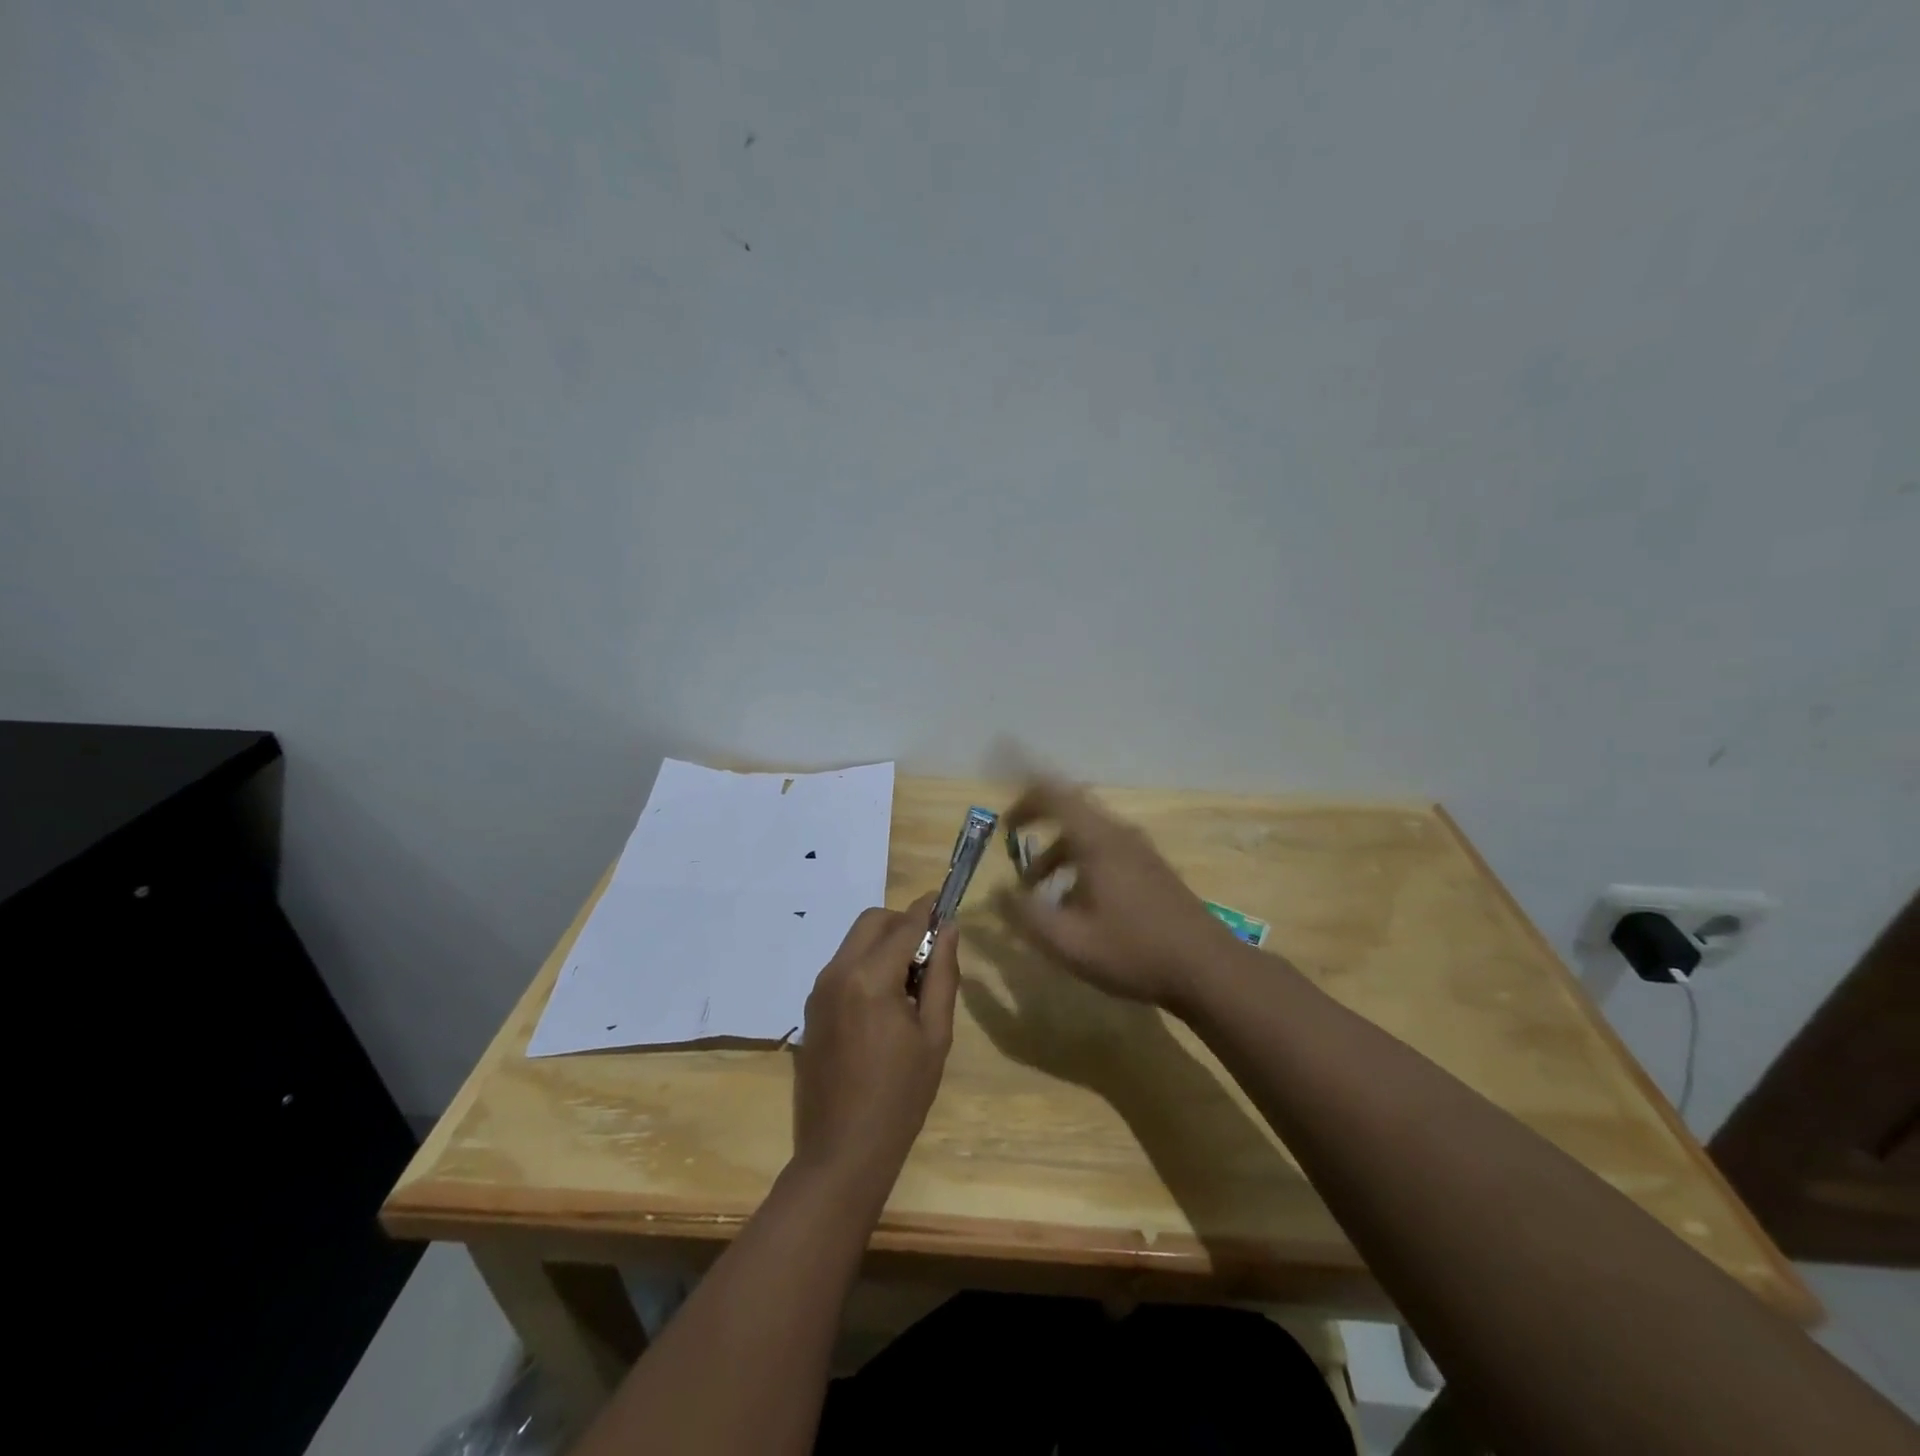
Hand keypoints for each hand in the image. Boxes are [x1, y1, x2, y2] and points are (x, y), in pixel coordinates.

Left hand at [791, 892, 958, 1208]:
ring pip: (854, 941)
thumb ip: (943, 975)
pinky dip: (866, 964)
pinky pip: (842, 966)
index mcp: (870, 978)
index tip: (945, 901)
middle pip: (872, 921)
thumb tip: (949, 929)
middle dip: (902, 923)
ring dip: (883, 944)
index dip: (927, 910)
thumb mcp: (935, 1035)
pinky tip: (884, 1003)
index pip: (904, 925)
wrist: (843, 1150)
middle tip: (929, 953)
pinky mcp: (811, 1007)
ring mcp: (818, 990)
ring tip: (910, 983)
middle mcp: (837, 973)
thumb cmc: (900, 1096)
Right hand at [994, 778, 1241, 1011]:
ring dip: (1057, 852)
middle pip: (1070, 811)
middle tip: (1014, 842)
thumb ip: (1025, 914)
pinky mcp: (1153, 870)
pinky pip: (1106, 851)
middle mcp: (1119, 835)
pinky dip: (1080, 864)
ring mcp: (1140, 852)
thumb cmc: (1133, 951)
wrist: (1207, 969)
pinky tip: (1078, 905)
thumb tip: (996, 891)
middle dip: (1038, 824)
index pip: (1053, 794)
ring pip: (1088, 835)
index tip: (1002, 820)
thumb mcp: (1068, 941)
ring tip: (1039, 890)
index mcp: (1097, 841)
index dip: (1023, 798)